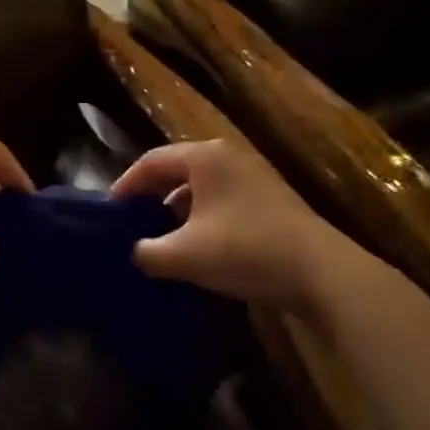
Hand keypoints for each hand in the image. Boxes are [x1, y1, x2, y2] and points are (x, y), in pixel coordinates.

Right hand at [110, 139, 356, 310]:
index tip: (108, 213)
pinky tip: (198, 247)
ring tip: (161, 239)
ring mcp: (253, 176)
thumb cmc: (245, 250)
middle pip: (176, 170)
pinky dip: (202, 218)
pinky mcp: (269, 199)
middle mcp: (228, 156)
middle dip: (151, 197)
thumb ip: (148, 252)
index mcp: (204, 157)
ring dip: (177, 211)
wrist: (321, 272)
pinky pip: (221, 200)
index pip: (151, 161)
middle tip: (130, 224)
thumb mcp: (186, 255)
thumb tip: (134, 252)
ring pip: (200, 187)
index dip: (125, 185)